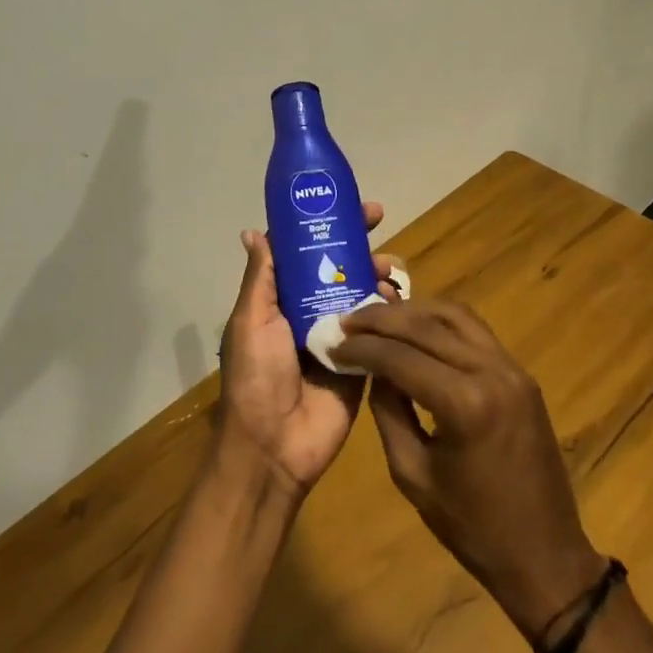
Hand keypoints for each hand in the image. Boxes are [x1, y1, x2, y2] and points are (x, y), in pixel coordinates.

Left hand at [218, 203, 402, 497]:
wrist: (275, 446)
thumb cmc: (257, 377)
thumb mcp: (251, 322)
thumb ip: (261, 279)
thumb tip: (253, 231)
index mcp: (281, 299)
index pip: (306, 253)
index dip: (326, 227)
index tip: (346, 206)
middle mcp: (310, 311)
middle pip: (340, 268)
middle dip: (359, 244)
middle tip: (380, 227)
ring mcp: (339, 335)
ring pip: (363, 293)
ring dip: (378, 274)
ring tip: (390, 270)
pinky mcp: (362, 361)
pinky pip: (380, 330)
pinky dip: (391, 311)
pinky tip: (401, 301)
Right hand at [334, 299, 605, 640]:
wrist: (545, 554)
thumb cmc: (472, 527)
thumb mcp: (412, 474)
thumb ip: (388, 412)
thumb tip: (373, 369)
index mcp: (465, 404)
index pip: (400, 357)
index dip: (362, 347)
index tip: (333, 342)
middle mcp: (492, 372)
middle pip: (426, 325)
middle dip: (382, 319)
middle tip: (348, 320)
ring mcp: (512, 368)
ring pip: (454, 315)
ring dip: (413, 310)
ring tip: (378, 316)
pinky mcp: (521, 373)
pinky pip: (475, 330)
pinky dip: (441, 321)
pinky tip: (416, 327)